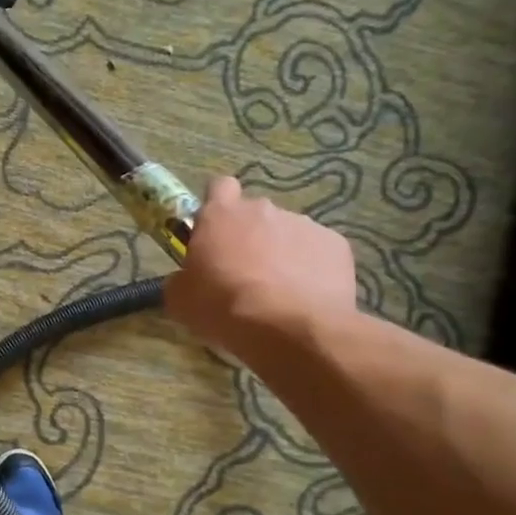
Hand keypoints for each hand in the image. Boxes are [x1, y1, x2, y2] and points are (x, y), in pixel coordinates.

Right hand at [165, 177, 357, 354]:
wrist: (289, 327)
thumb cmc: (223, 307)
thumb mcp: (180, 300)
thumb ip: (181, 279)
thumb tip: (185, 280)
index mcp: (221, 215)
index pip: (218, 186)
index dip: (216, 205)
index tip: (214, 230)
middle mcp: (263, 209)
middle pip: (253, 213)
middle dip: (248, 236)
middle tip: (241, 272)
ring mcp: (303, 224)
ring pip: (287, 232)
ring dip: (280, 253)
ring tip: (277, 291)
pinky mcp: (336, 244)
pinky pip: (317, 251)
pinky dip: (311, 268)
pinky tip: (305, 296)